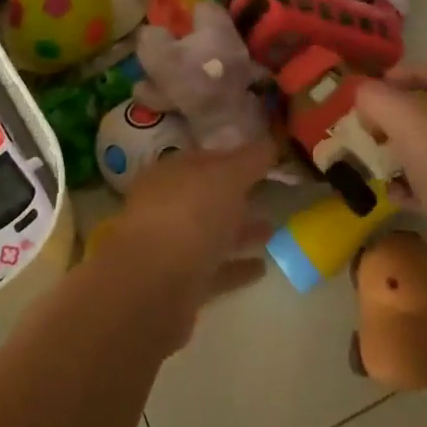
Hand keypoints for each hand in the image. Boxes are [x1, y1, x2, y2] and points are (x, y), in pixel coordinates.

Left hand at [101, 140, 275, 342]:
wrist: (153, 287)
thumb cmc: (189, 214)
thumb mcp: (227, 175)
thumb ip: (251, 158)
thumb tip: (270, 139)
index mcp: (169, 173)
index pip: (205, 158)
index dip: (234, 156)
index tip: (265, 159)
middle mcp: (166, 206)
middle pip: (207, 196)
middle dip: (237, 195)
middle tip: (272, 193)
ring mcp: (171, 247)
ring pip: (211, 233)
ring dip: (240, 231)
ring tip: (273, 229)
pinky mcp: (180, 285)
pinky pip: (214, 270)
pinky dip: (236, 267)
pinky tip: (262, 267)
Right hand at [353, 65, 426, 238]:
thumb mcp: (403, 117)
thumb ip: (377, 97)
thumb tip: (363, 94)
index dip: (410, 73)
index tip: (380, 85)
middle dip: (401, 119)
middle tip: (374, 126)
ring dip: (404, 154)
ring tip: (379, 160)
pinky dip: (413, 187)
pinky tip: (394, 194)